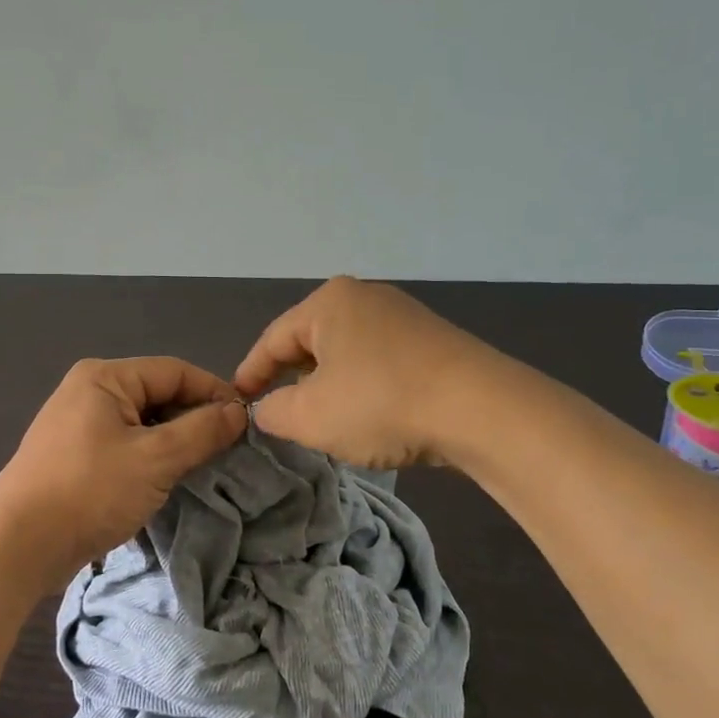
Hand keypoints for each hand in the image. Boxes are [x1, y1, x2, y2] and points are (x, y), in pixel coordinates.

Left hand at [0, 356, 248, 590]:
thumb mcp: (155, 459)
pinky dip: (151, 458)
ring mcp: (79, 424)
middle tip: (229, 450)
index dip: (214, 392)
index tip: (247, 422)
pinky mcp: (76, 456)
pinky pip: (126, 445)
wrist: (17, 545)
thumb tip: (239, 412)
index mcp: (105, 377)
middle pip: (159, 394)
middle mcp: (90, 391)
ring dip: (175, 442)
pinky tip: (169, 480)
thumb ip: (202, 431)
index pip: (175, 371)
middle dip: (194, 419)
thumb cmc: (89, 490)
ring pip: (144, 423)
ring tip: (204, 467)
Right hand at [233, 277, 489, 469]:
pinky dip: (362, 387)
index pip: (273, 339)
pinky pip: (379, 362)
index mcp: (329, 303)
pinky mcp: (433, 342)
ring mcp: (404, 317)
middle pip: (311, 342)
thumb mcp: (310, 416)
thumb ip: (274, 411)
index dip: (251, 373)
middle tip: (278, 414)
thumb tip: (267, 408)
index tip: (236, 401)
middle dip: (291, 379)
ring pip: (346, 353)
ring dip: (328, 386)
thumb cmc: (381, 403)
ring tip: (321, 419)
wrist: (481, 409)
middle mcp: (365, 298)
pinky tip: (367, 415)